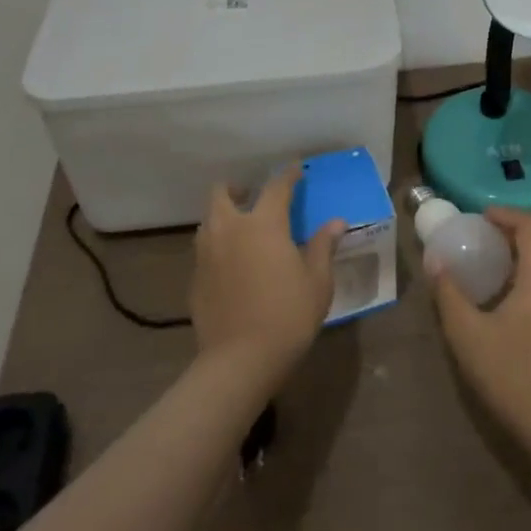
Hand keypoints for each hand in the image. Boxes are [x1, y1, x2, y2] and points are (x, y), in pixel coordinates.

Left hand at [189, 165, 344, 386]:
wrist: (239, 361)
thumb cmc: (287, 316)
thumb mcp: (317, 282)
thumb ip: (322, 247)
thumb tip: (336, 223)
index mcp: (263, 224)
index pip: (276, 187)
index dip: (288, 175)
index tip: (296, 169)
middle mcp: (230, 229)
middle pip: (222, 193)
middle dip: (236, 188)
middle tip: (252, 195)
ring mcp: (207, 254)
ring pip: (209, 220)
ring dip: (223, 216)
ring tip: (242, 229)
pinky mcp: (195, 279)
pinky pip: (204, 249)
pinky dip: (217, 246)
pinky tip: (231, 265)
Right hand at [433, 207, 530, 426]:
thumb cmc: (510, 371)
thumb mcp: (467, 331)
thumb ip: (448, 292)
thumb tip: (434, 260)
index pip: (530, 225)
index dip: (504, 215)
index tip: (478, 218)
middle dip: (511, 236)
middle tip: (479, 241)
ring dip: (522, 259)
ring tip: (489, 268)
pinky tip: (507, 301)